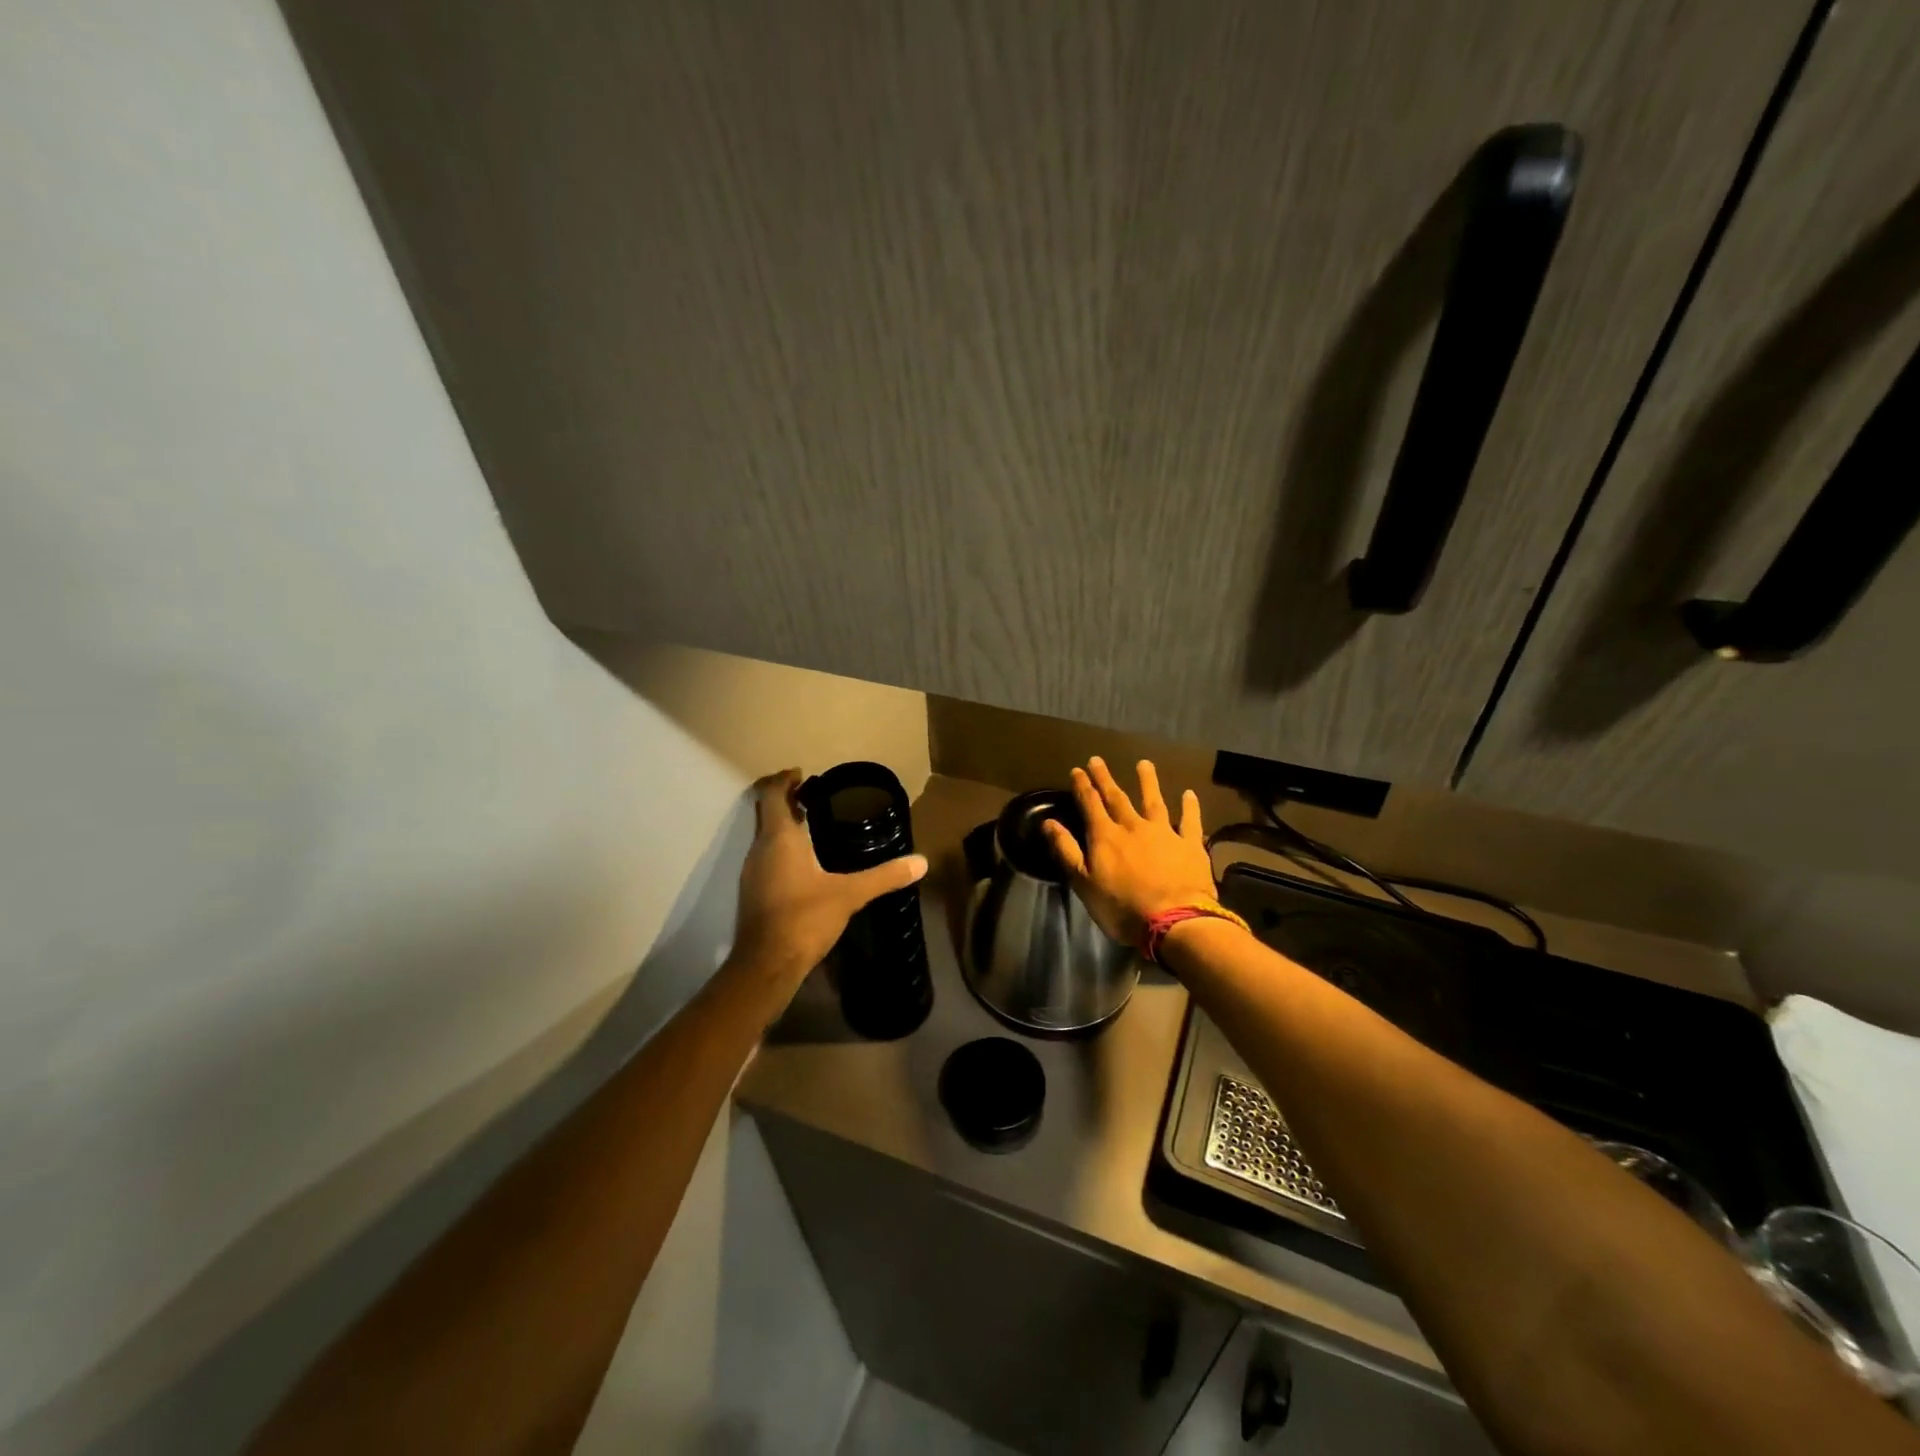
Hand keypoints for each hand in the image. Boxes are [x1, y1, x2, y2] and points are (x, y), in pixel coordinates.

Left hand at [730, 769, 928, 992]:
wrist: (766, 965)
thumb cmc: (804, 919)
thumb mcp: (849, 895)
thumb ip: (884, 876)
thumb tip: (921, 862)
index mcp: (779, 838)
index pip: (772, 794)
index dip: (784, 779)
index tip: (802, 774)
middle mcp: (760, 849)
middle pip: (767, 812)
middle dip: (786, 799)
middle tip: (813, 795)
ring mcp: (752, 872)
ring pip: (765, 835)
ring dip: (783, 824)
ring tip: (812, 824)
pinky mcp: (754, 892)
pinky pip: (766, 856)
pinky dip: (782, 847)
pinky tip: (805, 862)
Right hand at [1042, 757, 1217, 950]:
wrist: (1174, 921)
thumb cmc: (1122, 907)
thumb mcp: (1084, 883)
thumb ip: (1066, 850)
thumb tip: (1048, 822)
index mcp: (1105, 836)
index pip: (1090, 805)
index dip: (1083, 787)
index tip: (1077, 770)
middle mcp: (1133, 827)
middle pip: (1117, 798)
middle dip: (1105, 779)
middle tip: (1098, 760)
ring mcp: (1164, 833)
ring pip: (1154, 801)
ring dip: (1148, 782)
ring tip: (1144, 764)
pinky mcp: (1190, 845)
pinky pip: (1190, 821)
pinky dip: (1189, 806)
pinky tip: (1189, 794)